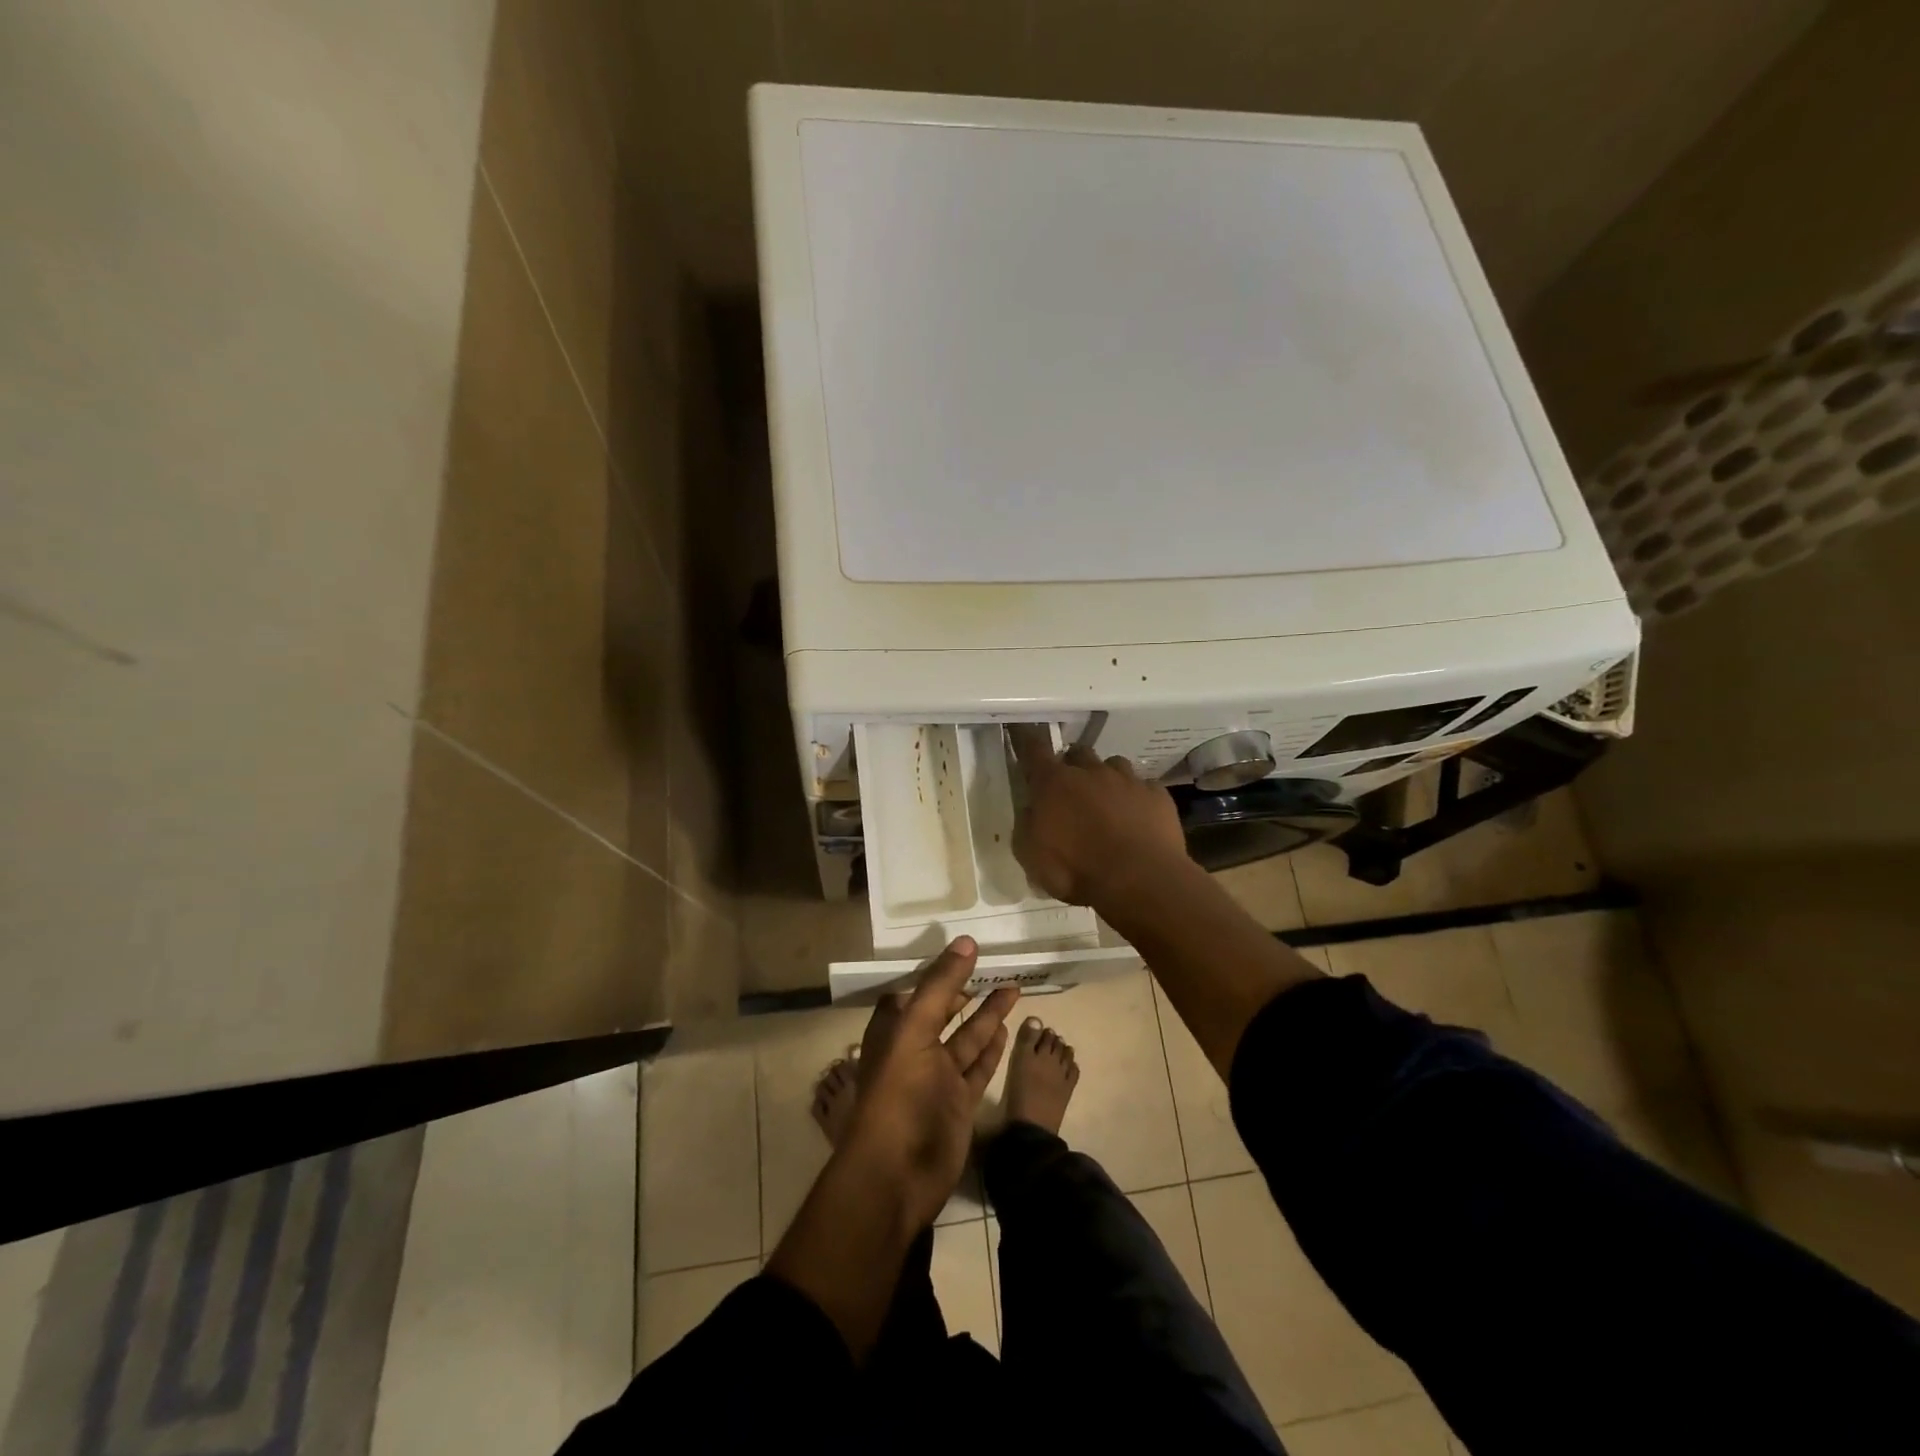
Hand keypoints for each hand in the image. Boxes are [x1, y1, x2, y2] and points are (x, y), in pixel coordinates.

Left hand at [840, 937, 1019, 1228]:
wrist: (896, 1176)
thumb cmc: (899, 1094)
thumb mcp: (915, 1029)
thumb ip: (940, 985)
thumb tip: (966, 941)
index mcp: (894, 1030)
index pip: (914, 991)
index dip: (936, 972)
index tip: (963, 951)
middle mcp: (914, 1050)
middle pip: (943, 1011)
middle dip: (965, 989)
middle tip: (994, 965)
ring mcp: (938, 1079)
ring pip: (966, 1038)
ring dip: (987, 1014)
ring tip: (1013, 987)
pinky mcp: (959, 1103)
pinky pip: (978, 1068)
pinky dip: (991, 1048)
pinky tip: (1006, 1027)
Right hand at [1008, 726, 1189, 905]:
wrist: (1139, 880)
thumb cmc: (1076, 870)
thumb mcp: (1031, 856)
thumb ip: (1028, 826)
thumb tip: (1033, 811)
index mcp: (1054, 784)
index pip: (1034, 750)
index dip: (1027, 740)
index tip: (1024, 734)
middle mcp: (1091, 772)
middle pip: (1078, 753)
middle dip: (1072, 764)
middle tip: (1071, 787)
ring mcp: (1128, 781)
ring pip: (1114, 765)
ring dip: (1107, 778)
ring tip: (1108, 801)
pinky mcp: (1157, 796)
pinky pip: (1145, 787)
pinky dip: (1138, 798)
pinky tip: (1139, 817)